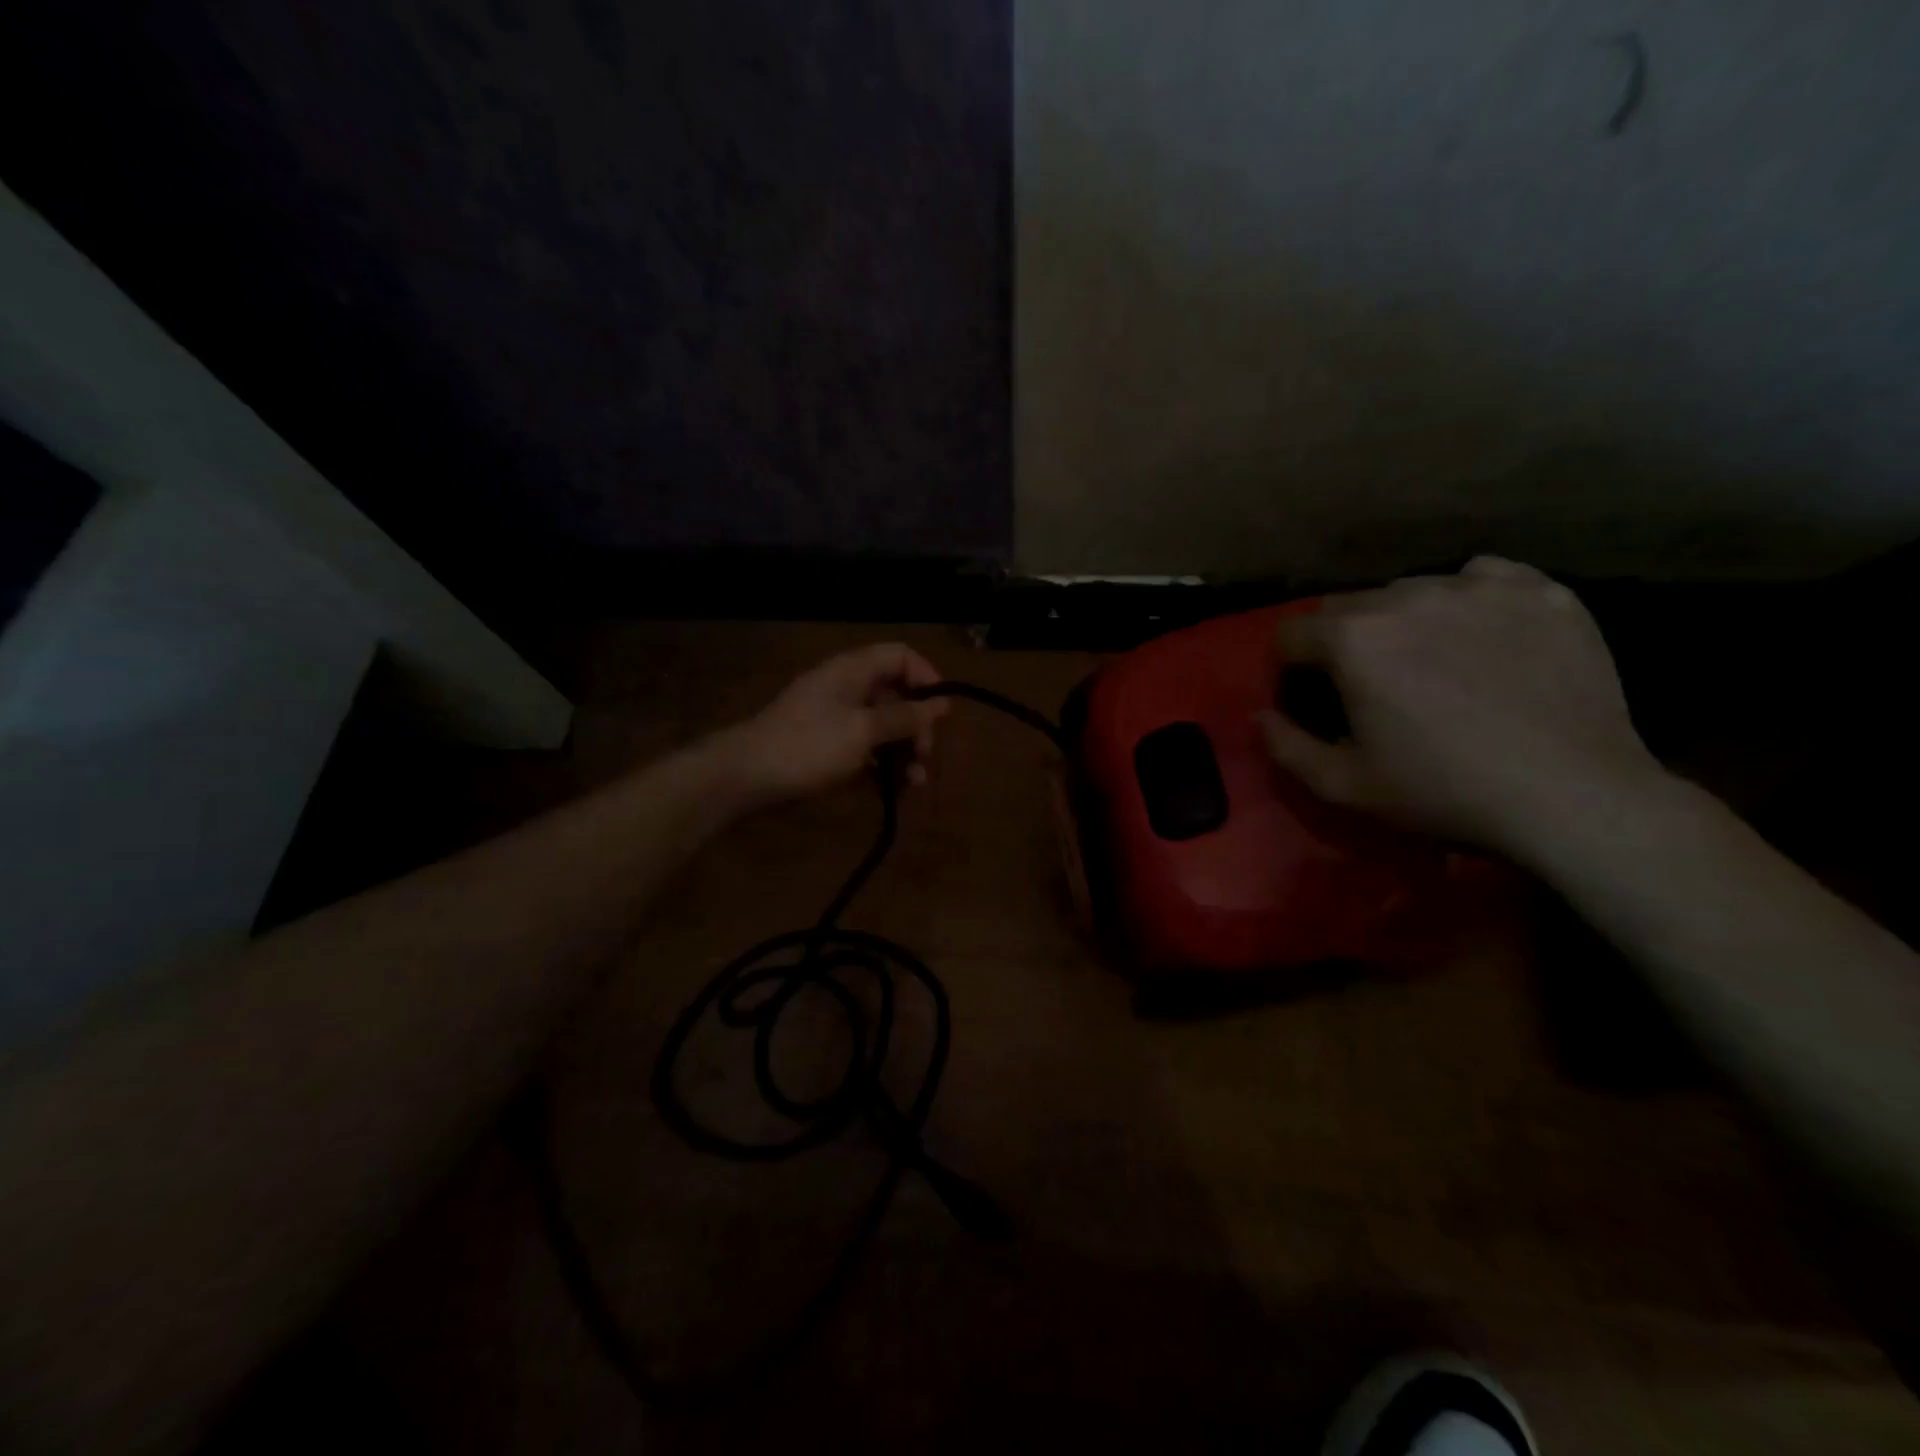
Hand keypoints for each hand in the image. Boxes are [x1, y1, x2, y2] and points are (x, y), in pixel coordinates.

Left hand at [721, 643, 949, 805]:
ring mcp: (835, 719)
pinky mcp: (827, 747)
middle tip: (925, 756)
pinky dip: (882, 766)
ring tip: (915, 783)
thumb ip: (905, 717)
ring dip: (904, 751)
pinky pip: (865, 749)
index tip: (942, 711)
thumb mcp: (863, 730)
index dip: (926, 677)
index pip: (900, 656)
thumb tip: (942, 705)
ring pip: (883, 727)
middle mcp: (846, 688)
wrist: (746, 777)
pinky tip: (893, 790)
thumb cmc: (809, 746)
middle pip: (896, 695)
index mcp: (853, 671)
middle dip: (917, 725)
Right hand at [1255, 557, 1666, 854]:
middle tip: (1370, 687)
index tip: (1310, 701)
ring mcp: (1481, 587)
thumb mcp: (1343, 786)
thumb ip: (1285, 747)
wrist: (1574, 796)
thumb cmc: (1444, 792)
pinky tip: (1482, 636)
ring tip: (1430, 663)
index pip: (1292, 634)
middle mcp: (1409, 595)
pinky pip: (1483, 578)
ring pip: (1413, 590)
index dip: (1289, 670)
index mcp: (1354, 639)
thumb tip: (1259, 717)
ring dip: (1402, 621)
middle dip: (1343, 643)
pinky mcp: (1542, 591)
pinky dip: (1468, 602)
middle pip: (1348, 606)